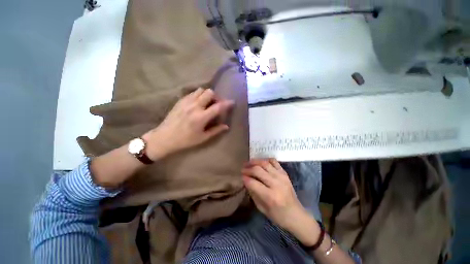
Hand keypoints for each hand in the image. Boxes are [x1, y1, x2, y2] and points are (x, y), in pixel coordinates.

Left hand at [143, 88, 233, 159]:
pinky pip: (192, 93)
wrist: (164, 137)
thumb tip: (226, 126)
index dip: (227, 103)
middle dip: (216, 97)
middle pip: (209, 92)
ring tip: (207, 102)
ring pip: (200, 90)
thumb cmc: (185, 140)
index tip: (232, 102)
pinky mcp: (180, 101)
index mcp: (201, 117)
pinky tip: (198, 103)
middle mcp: (195, 106)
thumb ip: (216, 130)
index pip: (218, 107)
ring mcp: (186, 102)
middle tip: (216, 104)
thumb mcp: (203, 138)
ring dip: (207, 94)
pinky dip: (198, 95)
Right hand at [242, 159, 308, 231]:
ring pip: (265, 163)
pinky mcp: (285, 173)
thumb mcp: (261, 208)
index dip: (245, 178)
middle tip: (243, 169)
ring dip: (255, 161)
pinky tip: (261, 162)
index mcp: (270, 196)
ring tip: (249, 163)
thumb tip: (246, 180)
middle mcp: (276, 184)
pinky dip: (266, 160)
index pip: (253, 182)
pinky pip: (274, 161)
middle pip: (258, 170)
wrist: (296, 215)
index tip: (241, 176)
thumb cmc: (278, 215)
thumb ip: (253, 193)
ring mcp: (281, 177)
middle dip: (248, 168)